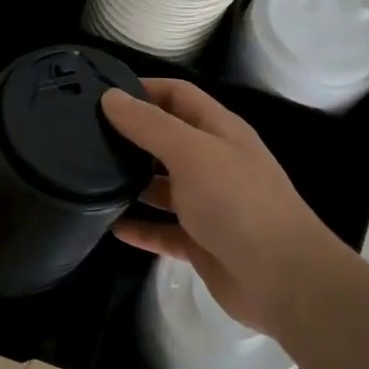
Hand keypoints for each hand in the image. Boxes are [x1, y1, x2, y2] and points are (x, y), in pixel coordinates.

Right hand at [101, 79, 342, 336]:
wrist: (283, 279)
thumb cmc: (237, 202)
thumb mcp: (191, 152)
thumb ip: (149, 125)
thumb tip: (110, 97)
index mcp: (219, 131)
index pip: (178, 96)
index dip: (143, 89)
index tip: (101, 94)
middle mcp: (214, 163)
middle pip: (167, 140)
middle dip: (131, 136)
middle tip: (85, 136)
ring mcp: (208, 205)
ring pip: (163, 186)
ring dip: (131, 183)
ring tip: (88, 179)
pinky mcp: (201, 242)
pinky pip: (163, 230)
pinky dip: (140, 228)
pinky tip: (111, 226)